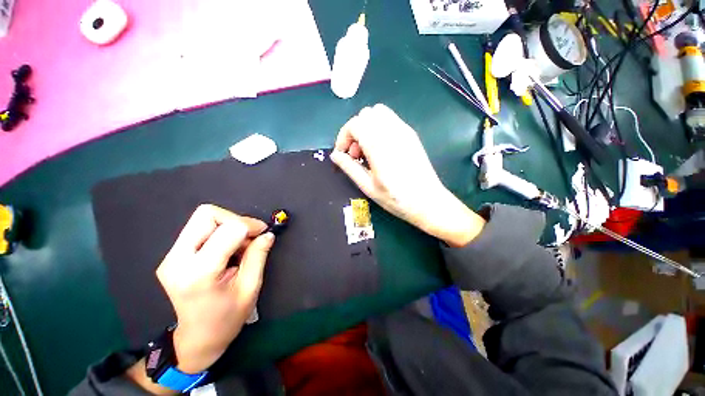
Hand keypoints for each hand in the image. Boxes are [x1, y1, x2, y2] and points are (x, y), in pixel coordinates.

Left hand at [157, 204, 274, 373]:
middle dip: (235, 219)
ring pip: (202, 218)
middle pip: (207, 214)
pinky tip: (227, 249)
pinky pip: (198, 228)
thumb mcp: (251, 287)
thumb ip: (258, 255)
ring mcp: (170, 257)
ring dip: (227, 225)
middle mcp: (177, 260)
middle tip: (249, 236)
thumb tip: (268, 233)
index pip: (229, 229)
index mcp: (199, 272)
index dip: (251, 225)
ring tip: (238, 245)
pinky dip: (219, 231)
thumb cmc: (227, 317)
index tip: (263, 233)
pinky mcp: (171, 256)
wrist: (197, 337)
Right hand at [330, 104, 484, 246]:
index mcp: (379, 146)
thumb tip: (335, 155)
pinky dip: (379, 128)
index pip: (355, 124)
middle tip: (356, 154)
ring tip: (367, 150)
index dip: (344, 136)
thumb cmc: (396, 199)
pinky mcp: (411, 134)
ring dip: (367, 127)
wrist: (428, 201)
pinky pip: (390, 120)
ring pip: (378, 113)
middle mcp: (392, 132)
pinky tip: (380, 149)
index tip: (343, 154)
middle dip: (355, 131)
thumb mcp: (368, 186)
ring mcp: (404, 131)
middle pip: (366, 115)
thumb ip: (349, 167)